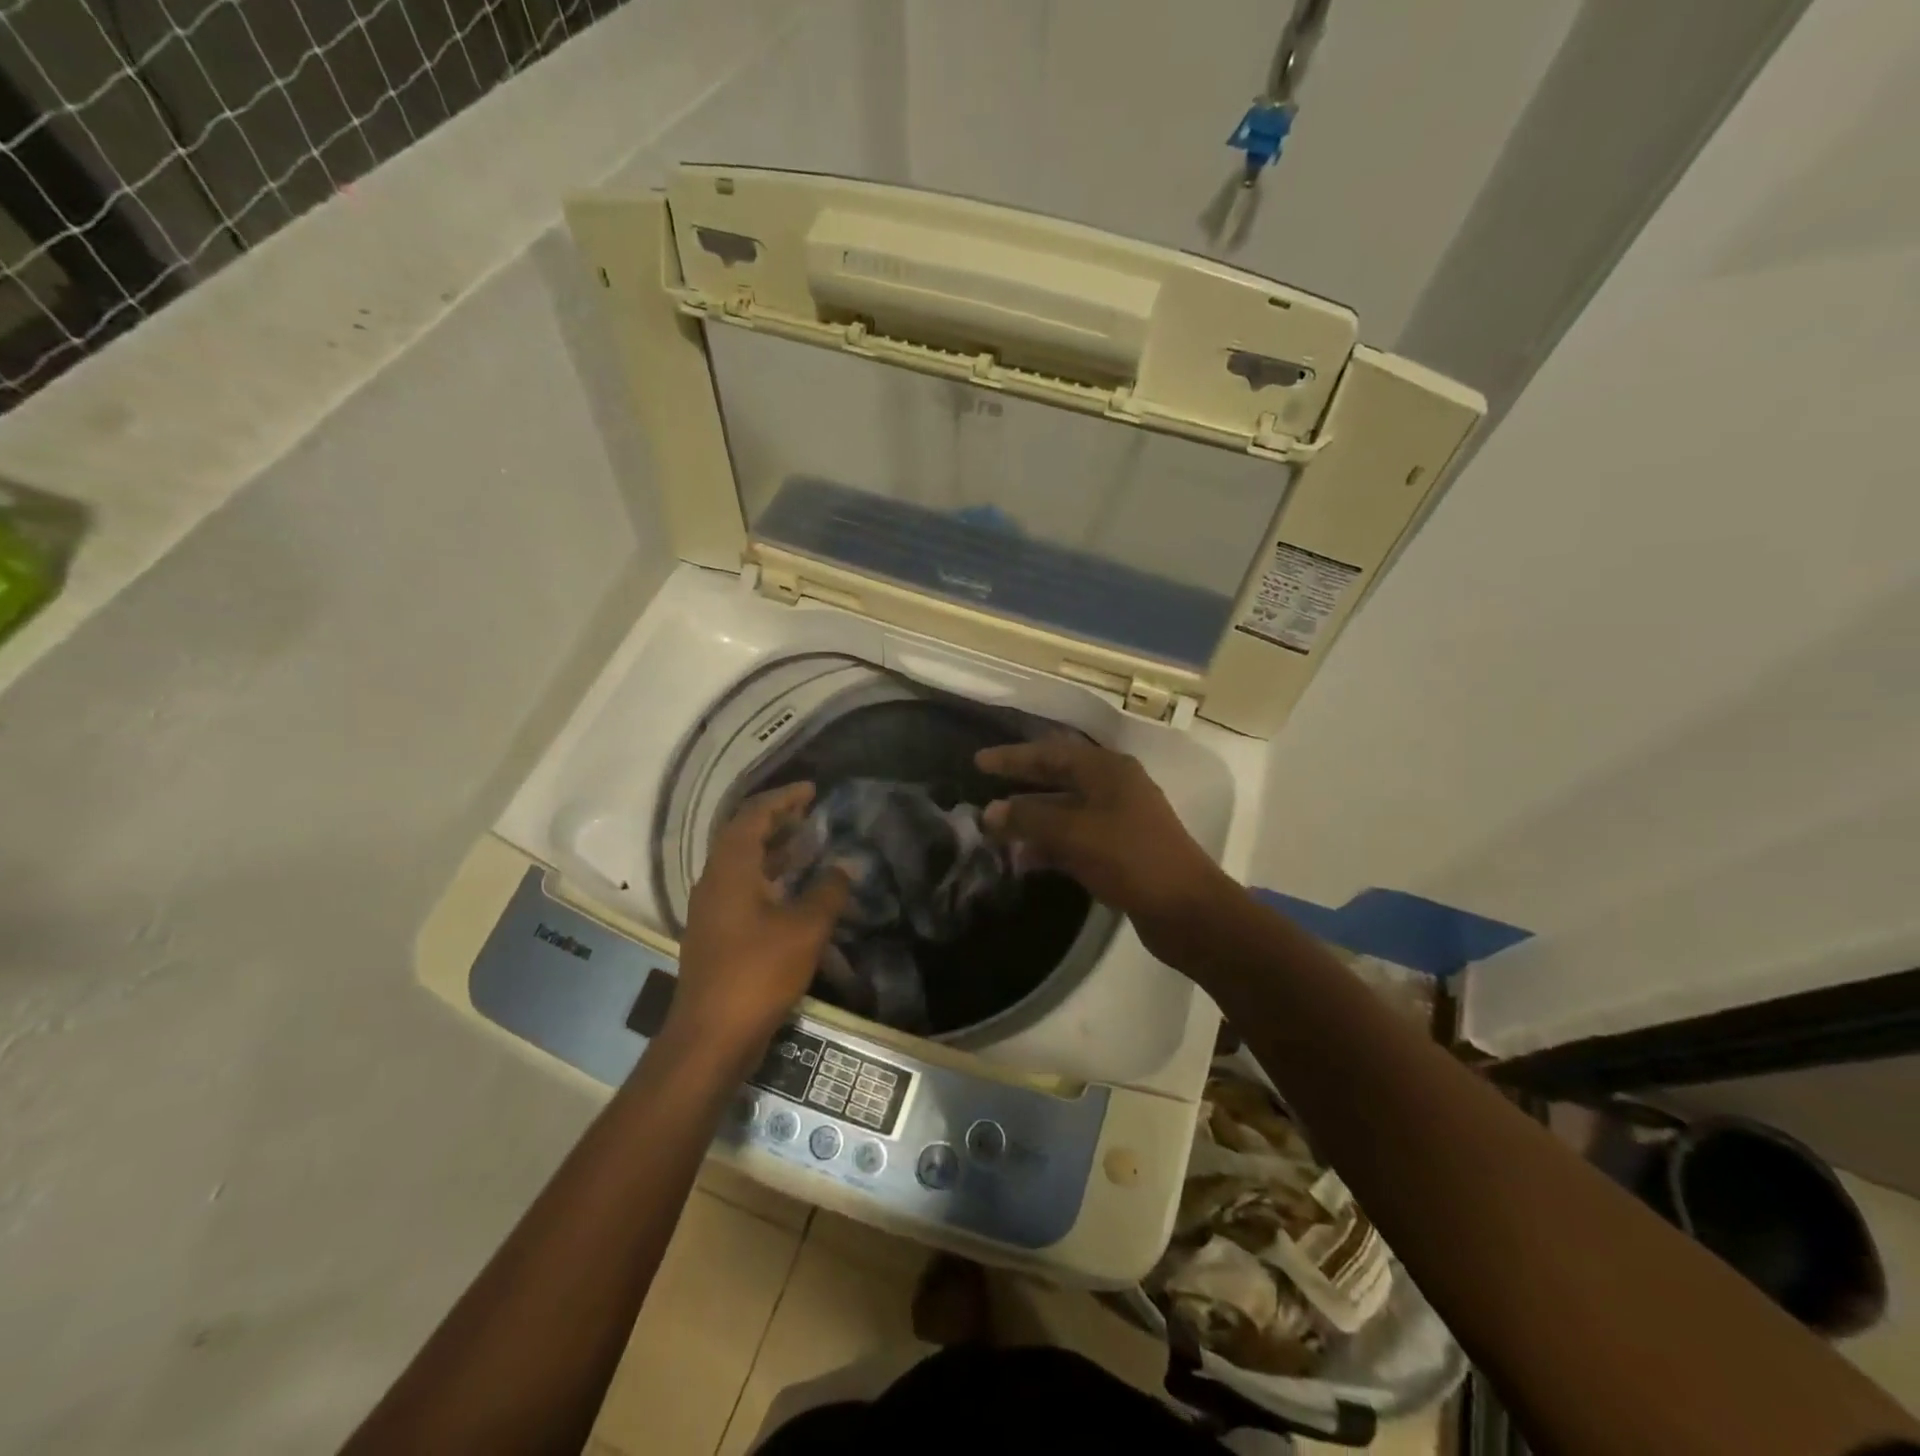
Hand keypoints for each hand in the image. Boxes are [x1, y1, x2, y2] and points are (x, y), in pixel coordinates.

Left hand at [668, 784, 849, 1056]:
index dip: (782, 799)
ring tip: (809, 844)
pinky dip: (770, 879)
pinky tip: (796, 891)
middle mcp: (715, 882)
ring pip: (744, 865)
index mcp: (730, 870)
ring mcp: (713, 910)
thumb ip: (827, 892)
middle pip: (743, 837)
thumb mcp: (805, 929)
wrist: (711, 1036)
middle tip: (811, 813)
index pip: (753, 817)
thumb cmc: (758, 973)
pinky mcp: (718, 934)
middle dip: (777, 821)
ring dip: (774, 850)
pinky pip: (744, 889)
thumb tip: (844, 867)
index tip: (811, 790)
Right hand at [975, 736, 1232, 963]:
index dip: (1013, 757)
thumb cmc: (1130, 858)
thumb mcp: (1074, 833)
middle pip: (1058, 778)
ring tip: (995, 830)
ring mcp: (1118, 820)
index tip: (979, 762)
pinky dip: (1049, 845)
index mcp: (1108, 770)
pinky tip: (1023, 860)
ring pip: (1064, 811)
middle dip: (1021, 785)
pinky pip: (1074, 839)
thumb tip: (990, 812)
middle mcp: (1113, 788)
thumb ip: (1029, 819)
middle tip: (983, 788)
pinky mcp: (1118, 851)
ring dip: (1032, 819)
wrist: (1186, 909)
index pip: (1051, 752)